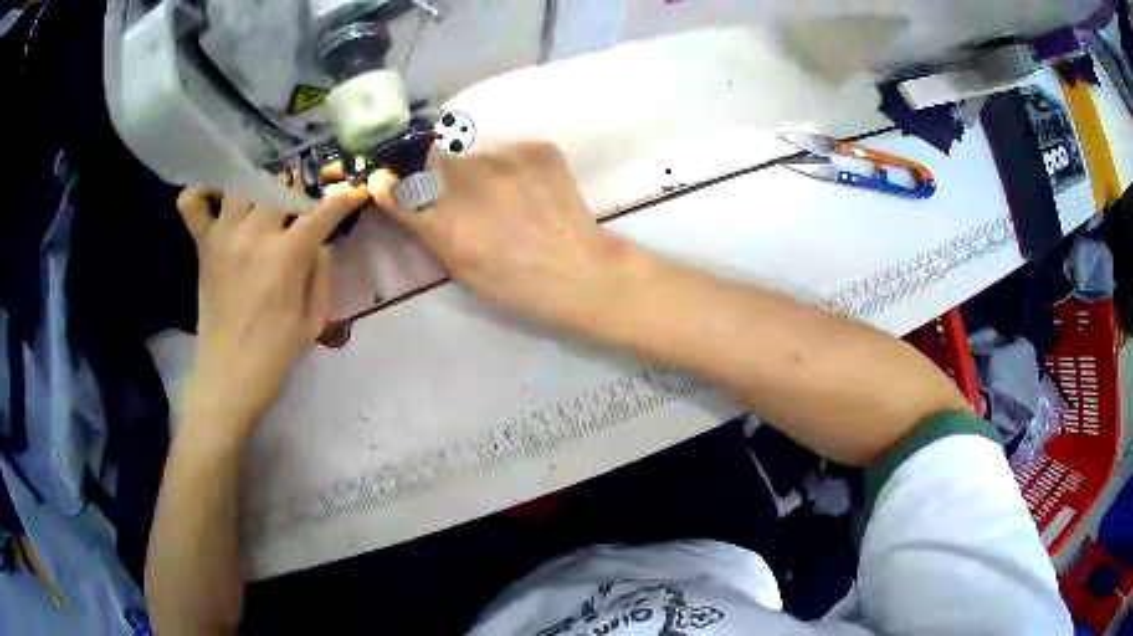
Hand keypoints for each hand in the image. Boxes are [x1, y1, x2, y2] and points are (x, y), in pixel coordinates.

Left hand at [176, 180, 369, 441]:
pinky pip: (193, 204)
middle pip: (282, 189)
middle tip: (302, 215)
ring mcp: (224, 236)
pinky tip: (218, 200)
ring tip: (265, 208)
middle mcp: (254, 234)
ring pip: (245, 186)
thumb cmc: (275, 355)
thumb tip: (322, 242)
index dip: (344, 200)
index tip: (354, 195)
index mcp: (287, 255)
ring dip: (260, 192)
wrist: (228, 379)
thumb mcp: (314, 321)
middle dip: (299, 197)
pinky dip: (202, 193)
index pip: (322, 212)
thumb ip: (323, 273)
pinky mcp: (203, 246)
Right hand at [369, 143, 631, 330]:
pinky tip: (531, 187)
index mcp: (440, 218)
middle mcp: (465, 179)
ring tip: (504, 191)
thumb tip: (391, 191)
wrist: (579, 272)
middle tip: (463, 188)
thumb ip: (422, 225)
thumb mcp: (457, 265)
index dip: (394, 182)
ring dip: (479, 164)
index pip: (397, 185)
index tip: (394, 180)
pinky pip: (511, 148)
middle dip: (437, 167)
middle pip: (434, 155)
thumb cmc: (513, 283)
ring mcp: (504, 157)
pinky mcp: (536, 147)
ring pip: (475, 147)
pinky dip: (514, 164)